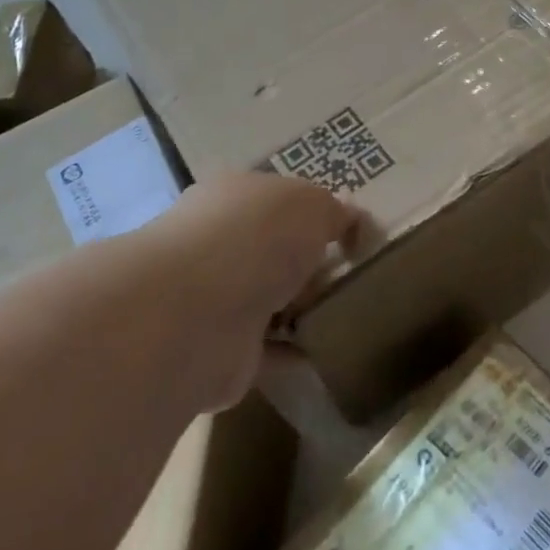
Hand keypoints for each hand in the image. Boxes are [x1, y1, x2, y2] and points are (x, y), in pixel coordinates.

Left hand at [141, 172, 359, 409]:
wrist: (198, 314)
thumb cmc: (256, 237)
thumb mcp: (312, 204)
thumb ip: (334, 212)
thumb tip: (351, 221)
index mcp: (232, 196)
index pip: (273, 200)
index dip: (310, 213)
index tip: (346, 234)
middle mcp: (216, 243)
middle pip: (269, 251)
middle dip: (304, 263)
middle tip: (348, 276)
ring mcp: (213, 299)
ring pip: (266, 300)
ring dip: (297, 309)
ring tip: (345, 315)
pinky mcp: (219, 351)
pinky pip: (266, 350)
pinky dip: (291, 352)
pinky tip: (325, 353)